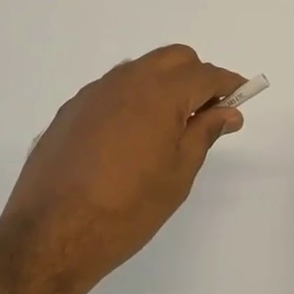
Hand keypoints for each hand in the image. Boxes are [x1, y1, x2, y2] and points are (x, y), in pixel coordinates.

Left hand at [1, 45, 245, 293]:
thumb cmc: (128, 209)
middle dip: (196, 76)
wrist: (51, 234)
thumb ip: (204, 133)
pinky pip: (112, 90)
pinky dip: (133, 99)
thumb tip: (227, 112)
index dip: (228, 83)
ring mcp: (93, 93)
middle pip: (173, 58)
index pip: (205, 74)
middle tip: (206, 113)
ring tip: (168, 127)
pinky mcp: (71, 110)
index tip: (242, 96)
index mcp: (159, 93)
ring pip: (140, 70)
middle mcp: (125, 81)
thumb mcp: (178, 174)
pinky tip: (129, 138)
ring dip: (163, 84)